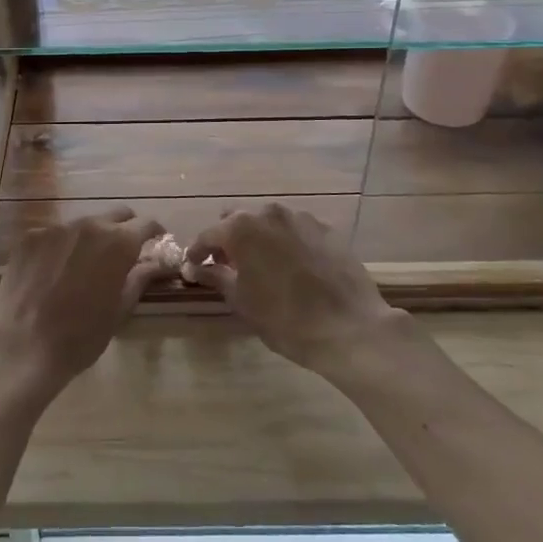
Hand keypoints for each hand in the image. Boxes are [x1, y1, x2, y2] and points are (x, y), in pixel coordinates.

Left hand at [0, 208, 164, 400]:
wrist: (26, 347)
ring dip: (90, 238)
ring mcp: (56, 228)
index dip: (155, 232)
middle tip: (123, 252)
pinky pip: (53, 235)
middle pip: (115, 215)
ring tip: (83, 265)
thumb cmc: (82, 335)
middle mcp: (89, 225)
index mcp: (118, 242)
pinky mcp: (30, 237)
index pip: (146, 224)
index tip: (156, 242)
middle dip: (124, 229)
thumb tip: (157, 264)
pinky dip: (60, 247)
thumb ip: (140, 278)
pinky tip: (53, 271)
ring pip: (82, 224)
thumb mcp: (120, 309)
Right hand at [187, 203, 407, 374]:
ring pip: (268, 222)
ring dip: (259, 239)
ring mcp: (301, 218)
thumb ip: (215, 276)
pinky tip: (293, 267)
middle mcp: (268, 213)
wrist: (350, 327)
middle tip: (228, 266)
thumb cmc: (286, 319)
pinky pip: (296, 230)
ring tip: (263, 266)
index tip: (192, 266)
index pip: (208, 235)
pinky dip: (287, 243)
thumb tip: (194, 267)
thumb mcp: (242, 301)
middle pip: (237, 220)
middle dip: (228, 240)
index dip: (197, 251)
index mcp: (241, 228)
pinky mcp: (326, 228)